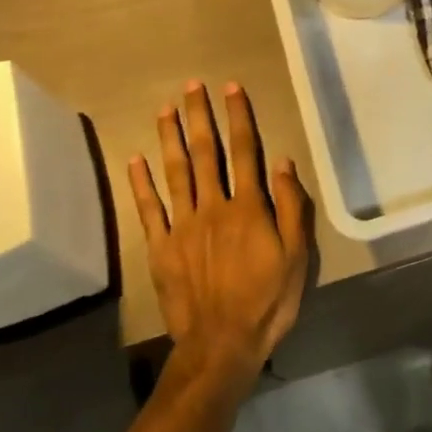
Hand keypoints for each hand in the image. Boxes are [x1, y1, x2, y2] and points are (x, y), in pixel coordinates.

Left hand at [129, 81, 311, 388]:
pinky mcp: (161, 248)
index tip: (231, 88)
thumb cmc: (267, 301)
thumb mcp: (296, 257)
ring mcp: (183, 226)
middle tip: (192, 85)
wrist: (222, 346)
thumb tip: (283, 162)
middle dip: (200, 116)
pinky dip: (141, 183)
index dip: (238, 116)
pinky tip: (134, 159)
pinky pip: (149, 210)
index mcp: (248, 208)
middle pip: (206, 153)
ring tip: (165, 109)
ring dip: (170, 138)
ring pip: (176, 172)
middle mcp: (213, 207)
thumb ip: (291, 208)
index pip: (244, 151)